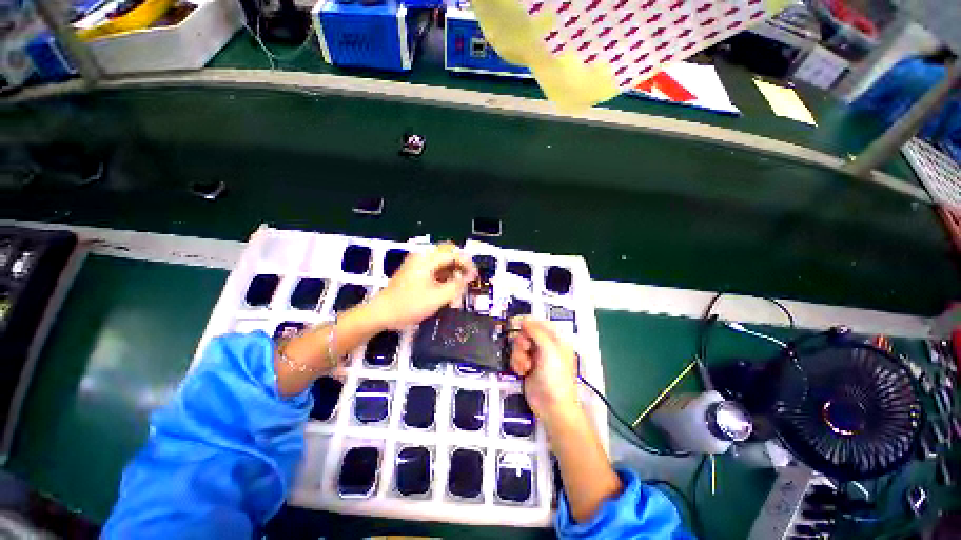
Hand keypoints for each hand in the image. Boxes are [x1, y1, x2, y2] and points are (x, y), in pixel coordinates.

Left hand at [367, 243, 476, 329]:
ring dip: (453, 270)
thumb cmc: (409, 305)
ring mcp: (417, 263)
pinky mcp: (415, 271)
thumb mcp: (437, 297)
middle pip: (447, 252)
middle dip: (461, 263)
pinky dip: (444, 275)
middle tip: (468, 278)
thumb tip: (469, 277)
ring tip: (459, 285)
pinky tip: (448, 287)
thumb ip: (456, 285)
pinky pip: (434, 267)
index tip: (475, 276)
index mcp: (427, 259)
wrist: (381, 313)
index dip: (467, 263)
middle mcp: (422, 256)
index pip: (453, 253)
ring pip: (441, 260)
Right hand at [509, 318, 579, 423]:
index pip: (540, 323)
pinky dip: (516, 363)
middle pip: (526, 333)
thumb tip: (525, 320)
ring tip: (525, 366)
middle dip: (522, 342)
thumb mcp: (549, 350)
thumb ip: (536, 332)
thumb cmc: (555, 377)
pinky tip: (522, 372)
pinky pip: (516, 357)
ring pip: (519, 345)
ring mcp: (536, 357)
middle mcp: (545, 346)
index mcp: (556, 340)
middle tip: (525, 349)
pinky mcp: (527, 366)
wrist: (552, 406)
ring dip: (518, 354)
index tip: (518, 325)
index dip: (529, 323)